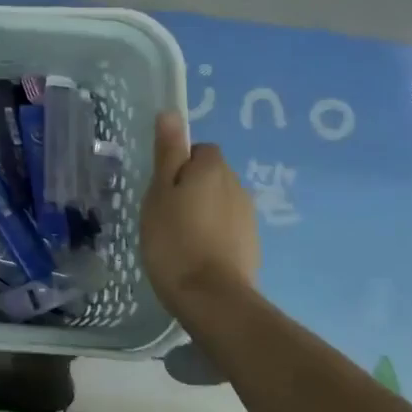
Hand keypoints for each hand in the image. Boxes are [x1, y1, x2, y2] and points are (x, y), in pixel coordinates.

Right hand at [141, 110, 260, 333]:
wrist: (212, 298)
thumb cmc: (175, 239)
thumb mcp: (159, 192)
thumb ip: (168, 153)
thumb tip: (171, 113)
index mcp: (213, 168)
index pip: (199, 149)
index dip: (178, 164)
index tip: (161, 187)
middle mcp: (237, 185)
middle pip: (211, 174)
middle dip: (191, 186)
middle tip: (164, 212)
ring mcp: (248, 217)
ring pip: (220, 201)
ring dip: (203, 211)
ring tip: (178, 236)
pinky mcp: (251, 245)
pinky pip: (228, 227)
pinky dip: (213, 234)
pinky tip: (195, 254)